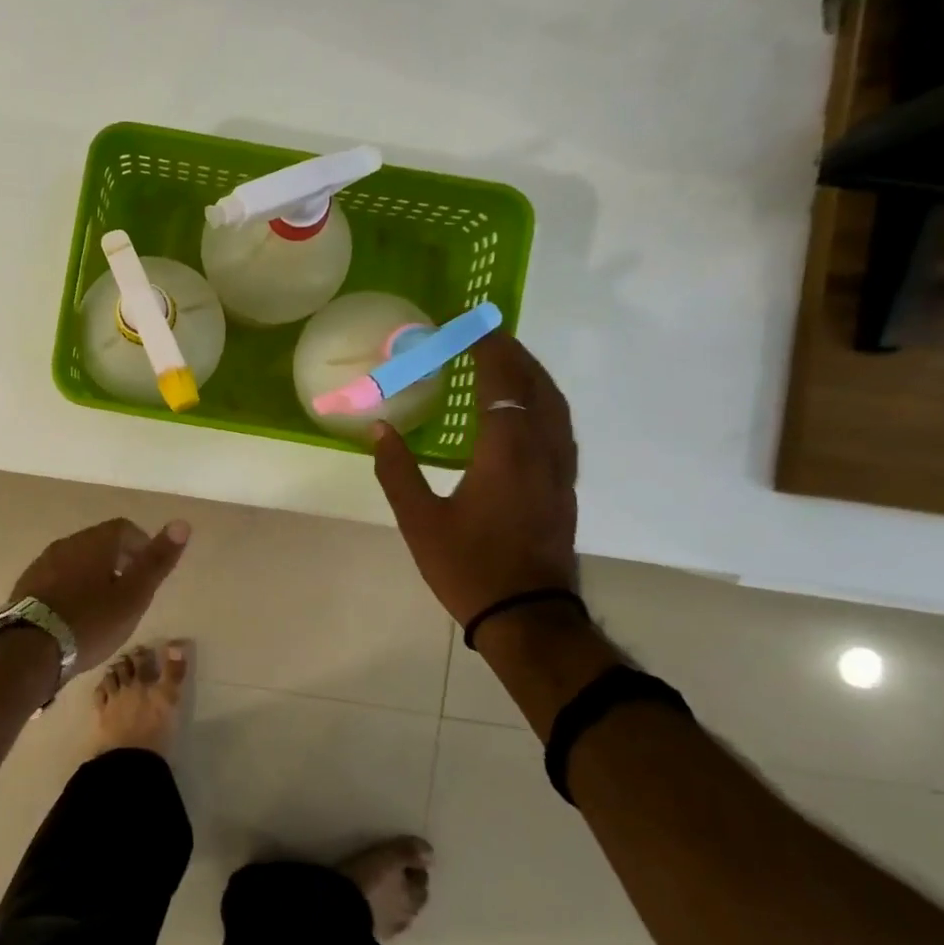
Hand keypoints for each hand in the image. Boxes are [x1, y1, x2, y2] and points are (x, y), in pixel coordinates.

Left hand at [10, 517, 190, 674]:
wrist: (29, 649)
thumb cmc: (90, 621)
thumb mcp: (133, 596)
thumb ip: (157, 561)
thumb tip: (183, 523)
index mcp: (95, 541)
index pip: (125, 528)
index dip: (141, 545)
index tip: (149, 571)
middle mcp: (67, 543)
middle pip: (99, 542)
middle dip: (118, 560)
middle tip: (130, 590)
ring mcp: (43, 563)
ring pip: (77, 560)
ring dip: (93, 574)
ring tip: (104, 605)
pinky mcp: (27, 585)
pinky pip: (57, 578)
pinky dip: (72, 588)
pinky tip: (75, 614)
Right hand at [371, 332, 578, 628]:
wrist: (528, 615)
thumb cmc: (469, 567)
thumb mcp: (420, 521)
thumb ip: (397, 471)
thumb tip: (379, 429)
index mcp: (505, 453)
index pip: (502, 385)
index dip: (487, 352)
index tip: (467, 328)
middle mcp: (540, 452)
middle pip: (536, 387)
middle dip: (514, 355)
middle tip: (488, 335)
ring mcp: (559, 470)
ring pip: (555, 407)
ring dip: (533, 376)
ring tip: (508, 361)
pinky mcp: (564, 487)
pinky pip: (559, 427)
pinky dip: (543, 403)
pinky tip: (526, 410)